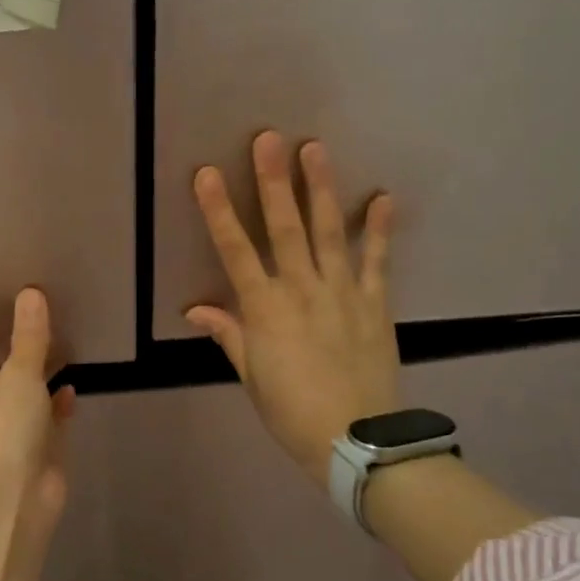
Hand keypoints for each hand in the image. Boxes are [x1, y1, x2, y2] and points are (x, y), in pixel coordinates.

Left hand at [0, 288, 76, 531]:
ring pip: (21, 400)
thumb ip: (29, 336)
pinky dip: (56, 406)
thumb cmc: (5, 426)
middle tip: (29, 330)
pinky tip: (71, 389)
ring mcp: (8, 432)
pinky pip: (46, 420)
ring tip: (56, 352)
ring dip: (35, 383)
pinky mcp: (35, 450)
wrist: (18, 495)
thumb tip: (30, 292)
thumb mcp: (19, 373)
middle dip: (8, 362)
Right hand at [187, 131, 398, 481]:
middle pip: (284, 228)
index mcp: (264, 309)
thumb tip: (196, 309)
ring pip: (329, 232)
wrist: (357, 441)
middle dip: (273, 181)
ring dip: (320, 189)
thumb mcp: (251, 376)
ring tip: (315, 149)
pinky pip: (377, 260)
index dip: (219, 210)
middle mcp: (301, 290)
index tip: (208, 174)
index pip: (235, 251)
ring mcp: (342, 293)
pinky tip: (383, 196)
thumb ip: (229, 335)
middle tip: (269, 139)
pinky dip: (381, 229)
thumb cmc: (291, 411)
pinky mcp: (374, 303)